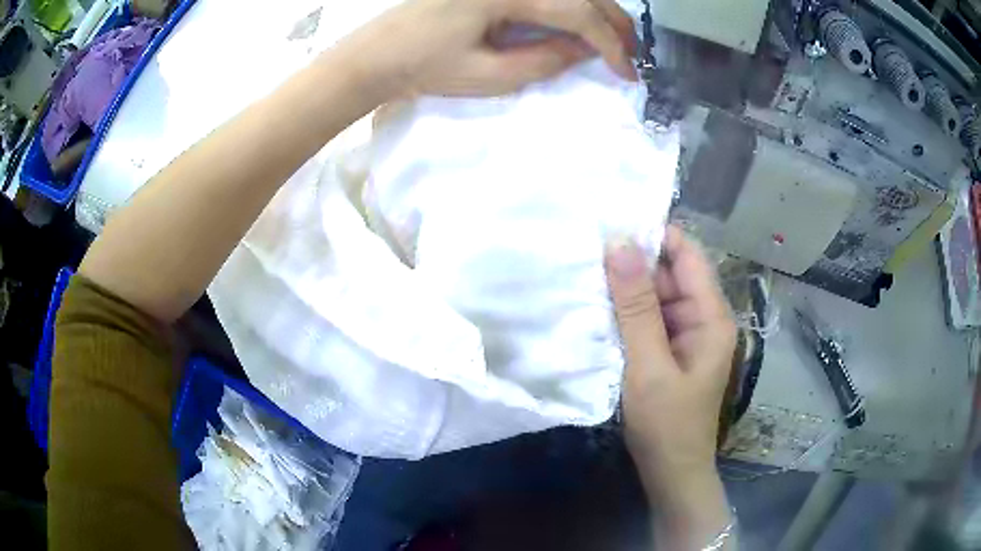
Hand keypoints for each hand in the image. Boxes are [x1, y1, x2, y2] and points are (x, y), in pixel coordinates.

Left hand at [348, 0, 637, 97]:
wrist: (378, 53)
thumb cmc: (425, 67)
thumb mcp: (490, 75)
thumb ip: (545, 60)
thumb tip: (585, 52)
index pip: (578, 12)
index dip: (610, 44)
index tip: (628, 72)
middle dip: (613, 23)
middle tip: (632, 54)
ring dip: (596, 11)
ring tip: (614, 40)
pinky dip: (570, 6)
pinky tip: (579, 23)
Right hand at [605, 226, 736, 548]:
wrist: (671, 472)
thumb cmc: (666, 424)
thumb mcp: (648, 364)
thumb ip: (636, 307)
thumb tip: (619, 244)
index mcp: (710, 316)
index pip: (687, 255)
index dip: (654, 235)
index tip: (612, 222)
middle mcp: (702, 318)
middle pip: (669, 273)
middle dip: (633, 263)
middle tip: (585, 249)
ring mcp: (685, 334)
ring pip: (655, 296)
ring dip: (625, 289)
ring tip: (583, 273)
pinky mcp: (669, 350)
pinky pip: (648, 319)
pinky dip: (625, 313)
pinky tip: (596, 307)